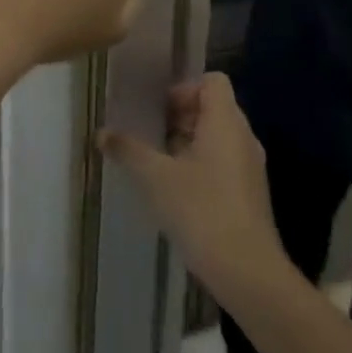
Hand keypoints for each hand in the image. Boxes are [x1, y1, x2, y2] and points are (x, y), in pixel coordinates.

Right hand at [101, 74, 286, 305]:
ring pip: (217, 136)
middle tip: (148, 132)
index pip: (213, 81)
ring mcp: (249, 167)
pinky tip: (173, 188)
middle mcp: (243, 138)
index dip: (184, 88)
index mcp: (225, 123)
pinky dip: (199, 163)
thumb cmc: (201, 210)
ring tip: (156, 160)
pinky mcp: (248, 193)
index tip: (157, 109)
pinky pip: (222, 161)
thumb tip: (102, 133)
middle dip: (179, 115)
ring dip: (187, 140)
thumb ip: (128, 150)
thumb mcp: (155, 177)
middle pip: (213, 107)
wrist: (246, 271)